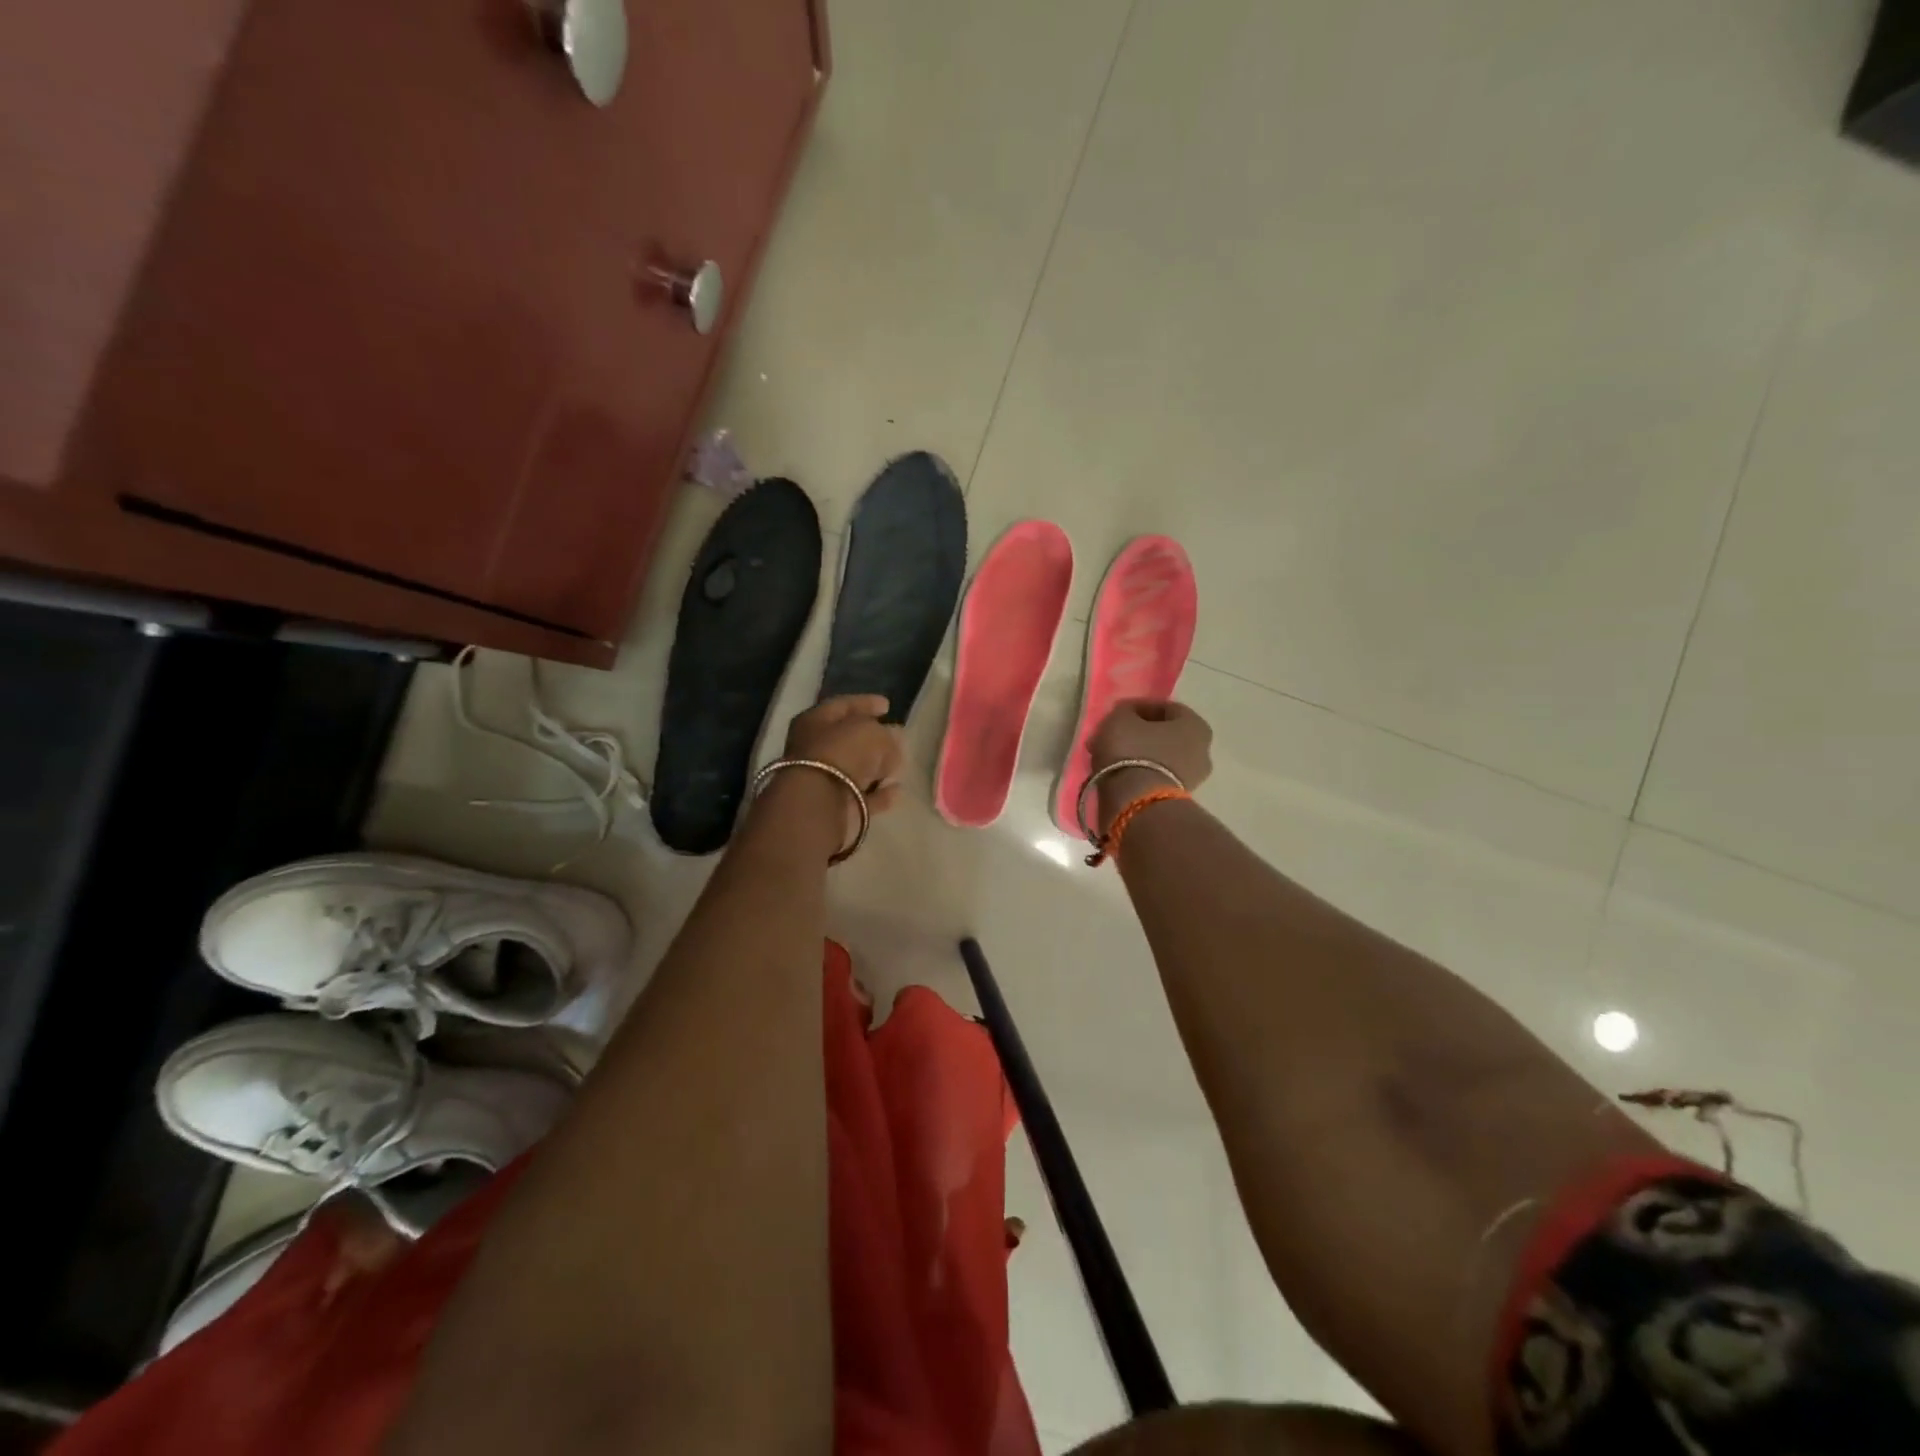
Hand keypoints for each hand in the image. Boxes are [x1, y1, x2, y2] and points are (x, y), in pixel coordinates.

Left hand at [775, 695, 906, 849]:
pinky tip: (896, 790)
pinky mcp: (834, 808)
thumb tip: (892, 741)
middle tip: (894, 736)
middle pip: (847, 739)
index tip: (888, 705)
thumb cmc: (843, 753)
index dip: (866, 703)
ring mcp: (822, 780)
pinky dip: (878, 793)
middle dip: (872, 738)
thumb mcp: (873, 733)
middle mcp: (813, 748)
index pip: (843, 705)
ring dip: (875, 767)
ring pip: (854, 769)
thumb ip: (886, 735)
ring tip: (898, 764)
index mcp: (815, 720)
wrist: (819, 803)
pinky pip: (861, 796)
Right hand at [1087, 699, 1212, 833]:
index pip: (1165, 708)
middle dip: (1136, 733)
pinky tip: (1116, 773)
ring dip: (1135, 754)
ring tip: (1109, 756)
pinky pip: (1154, 777)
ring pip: (1158, 757)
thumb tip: (1127, 715)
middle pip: (1163, 734)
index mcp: (1196, 725)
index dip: (1138, 707)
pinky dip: (1137, 773)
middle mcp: (1203, 751)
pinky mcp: (1177, 800)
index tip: (1116, 713)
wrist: (1136, 804)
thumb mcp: (1120, 718)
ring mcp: (1193, 778)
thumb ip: (1124, 711)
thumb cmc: (1132, 751)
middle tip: (1111, 735)